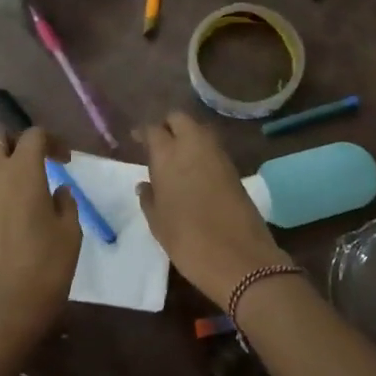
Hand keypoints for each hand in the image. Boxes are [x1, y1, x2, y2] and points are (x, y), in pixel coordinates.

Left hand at [0, 128, 79, 360]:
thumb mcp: (70, 233)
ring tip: (6, 178)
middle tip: (31, 162)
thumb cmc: (44, 269)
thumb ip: (65, 203)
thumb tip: (57, 191)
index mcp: (22, 171)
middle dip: (14, 142)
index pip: (33, 135)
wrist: (0, 313)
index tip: (64, 160)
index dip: (52, 141)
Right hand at [137, 112, 289, 305]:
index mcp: (168, 154)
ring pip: (199, 129)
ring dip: (187, 135)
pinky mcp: (233, 167)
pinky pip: (212, 147)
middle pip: (179, 119)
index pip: (153, 129)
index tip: (136, 140)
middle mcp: (193, 145)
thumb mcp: (158, 223)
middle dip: (168, 125)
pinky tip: (194, 170)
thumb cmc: (188, 240)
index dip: (144, 132)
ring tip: (175, 157)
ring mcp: (217, 154)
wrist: (239, 256)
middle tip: (158, 143)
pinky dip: (201, 150)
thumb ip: (148, 198)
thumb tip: (144, 185)